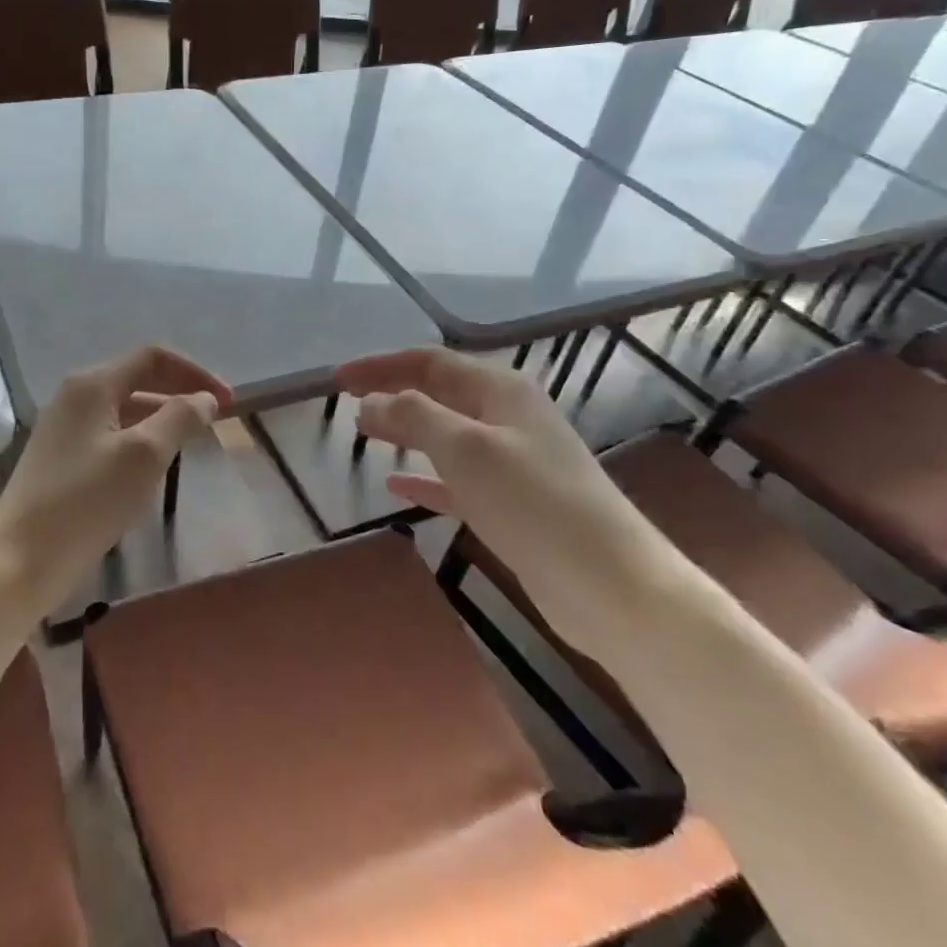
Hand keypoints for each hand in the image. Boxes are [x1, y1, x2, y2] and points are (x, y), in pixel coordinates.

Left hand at [0, 345, 229, 612]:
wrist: (20, 561)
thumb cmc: (87, 502)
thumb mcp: (145, 456)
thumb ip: (180, 417)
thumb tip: (205, 397)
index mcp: (92, 384)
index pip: (153, 357)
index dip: (195, 372)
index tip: (227, 402)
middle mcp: (74, 396)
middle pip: (138, 379)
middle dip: (179, 393)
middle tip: (214, 421)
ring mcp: (63, 427)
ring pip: (124, 409)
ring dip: (161, 418)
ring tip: (190, 443)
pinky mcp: (59, 457)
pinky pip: (109, 434)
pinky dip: (139, 439)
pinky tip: (152, 468)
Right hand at [337, 347, 679, 647]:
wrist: (610, 585)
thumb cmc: (533, 501)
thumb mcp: (465, 448)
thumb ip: (413, 417)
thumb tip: (369, 402)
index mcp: (500, 390)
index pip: (430, 361)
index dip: (380, 366)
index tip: (337, 379)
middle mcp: (507, 417)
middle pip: (438, 393)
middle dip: (392, 392)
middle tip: (346, 401)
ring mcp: (512, 461)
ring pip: (446, 434)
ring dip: (405, 430)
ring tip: (365, 433)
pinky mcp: (511, 503)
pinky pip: (455, 478)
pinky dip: (424, 476)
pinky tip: (395, 484)